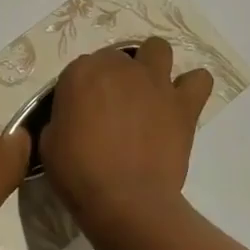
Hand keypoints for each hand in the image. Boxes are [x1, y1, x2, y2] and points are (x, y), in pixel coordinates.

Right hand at [41, 38, 212, 242]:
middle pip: (117, 57)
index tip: (81, 111)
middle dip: (114, 77)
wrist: (126, 200)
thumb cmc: (79, 173)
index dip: (81, 89)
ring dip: (152, 64)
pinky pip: (199, 80)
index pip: (81, 67)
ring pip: (158, 49)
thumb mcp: (50, 142)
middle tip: (112, 107)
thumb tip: (72, 119)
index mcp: (81, 73)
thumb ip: (61, 118)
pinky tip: (182, 101)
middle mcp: (120, 68)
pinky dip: (191, 86)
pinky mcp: (183, 104)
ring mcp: (155, 82)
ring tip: (149, 90)